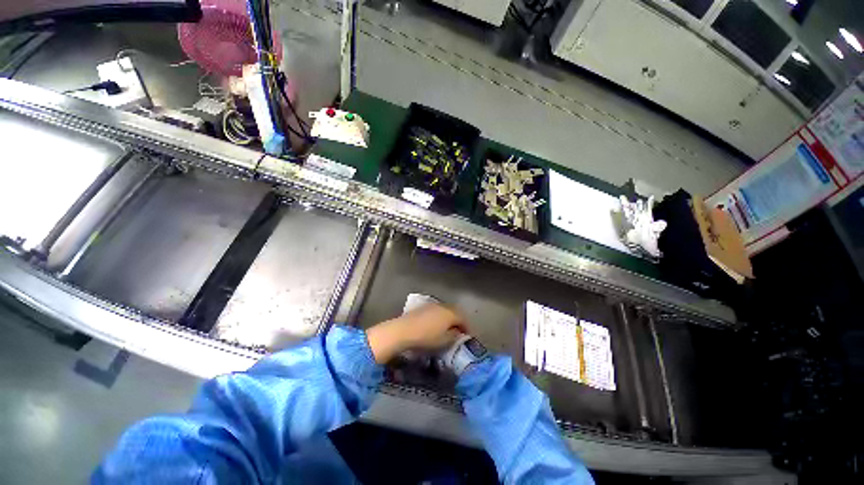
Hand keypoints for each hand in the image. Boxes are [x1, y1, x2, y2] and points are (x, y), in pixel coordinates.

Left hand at [366, 303, 466, 363]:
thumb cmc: (426, 337)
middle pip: (455, 312)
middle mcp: (443, 306)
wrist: (403, 330)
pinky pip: (436, 311)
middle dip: (459, 321)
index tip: (469, 336)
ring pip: (445, 310)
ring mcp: (431, 305)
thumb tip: (458, 333)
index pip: (463, 319)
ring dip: (449, 318)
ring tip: (448, 328)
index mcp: (450, 313)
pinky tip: (436, 325)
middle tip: (460, 331)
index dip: (467, 328)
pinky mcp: (422, 307)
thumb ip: (454, 336)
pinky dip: (440, 317)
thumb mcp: (444, 341)